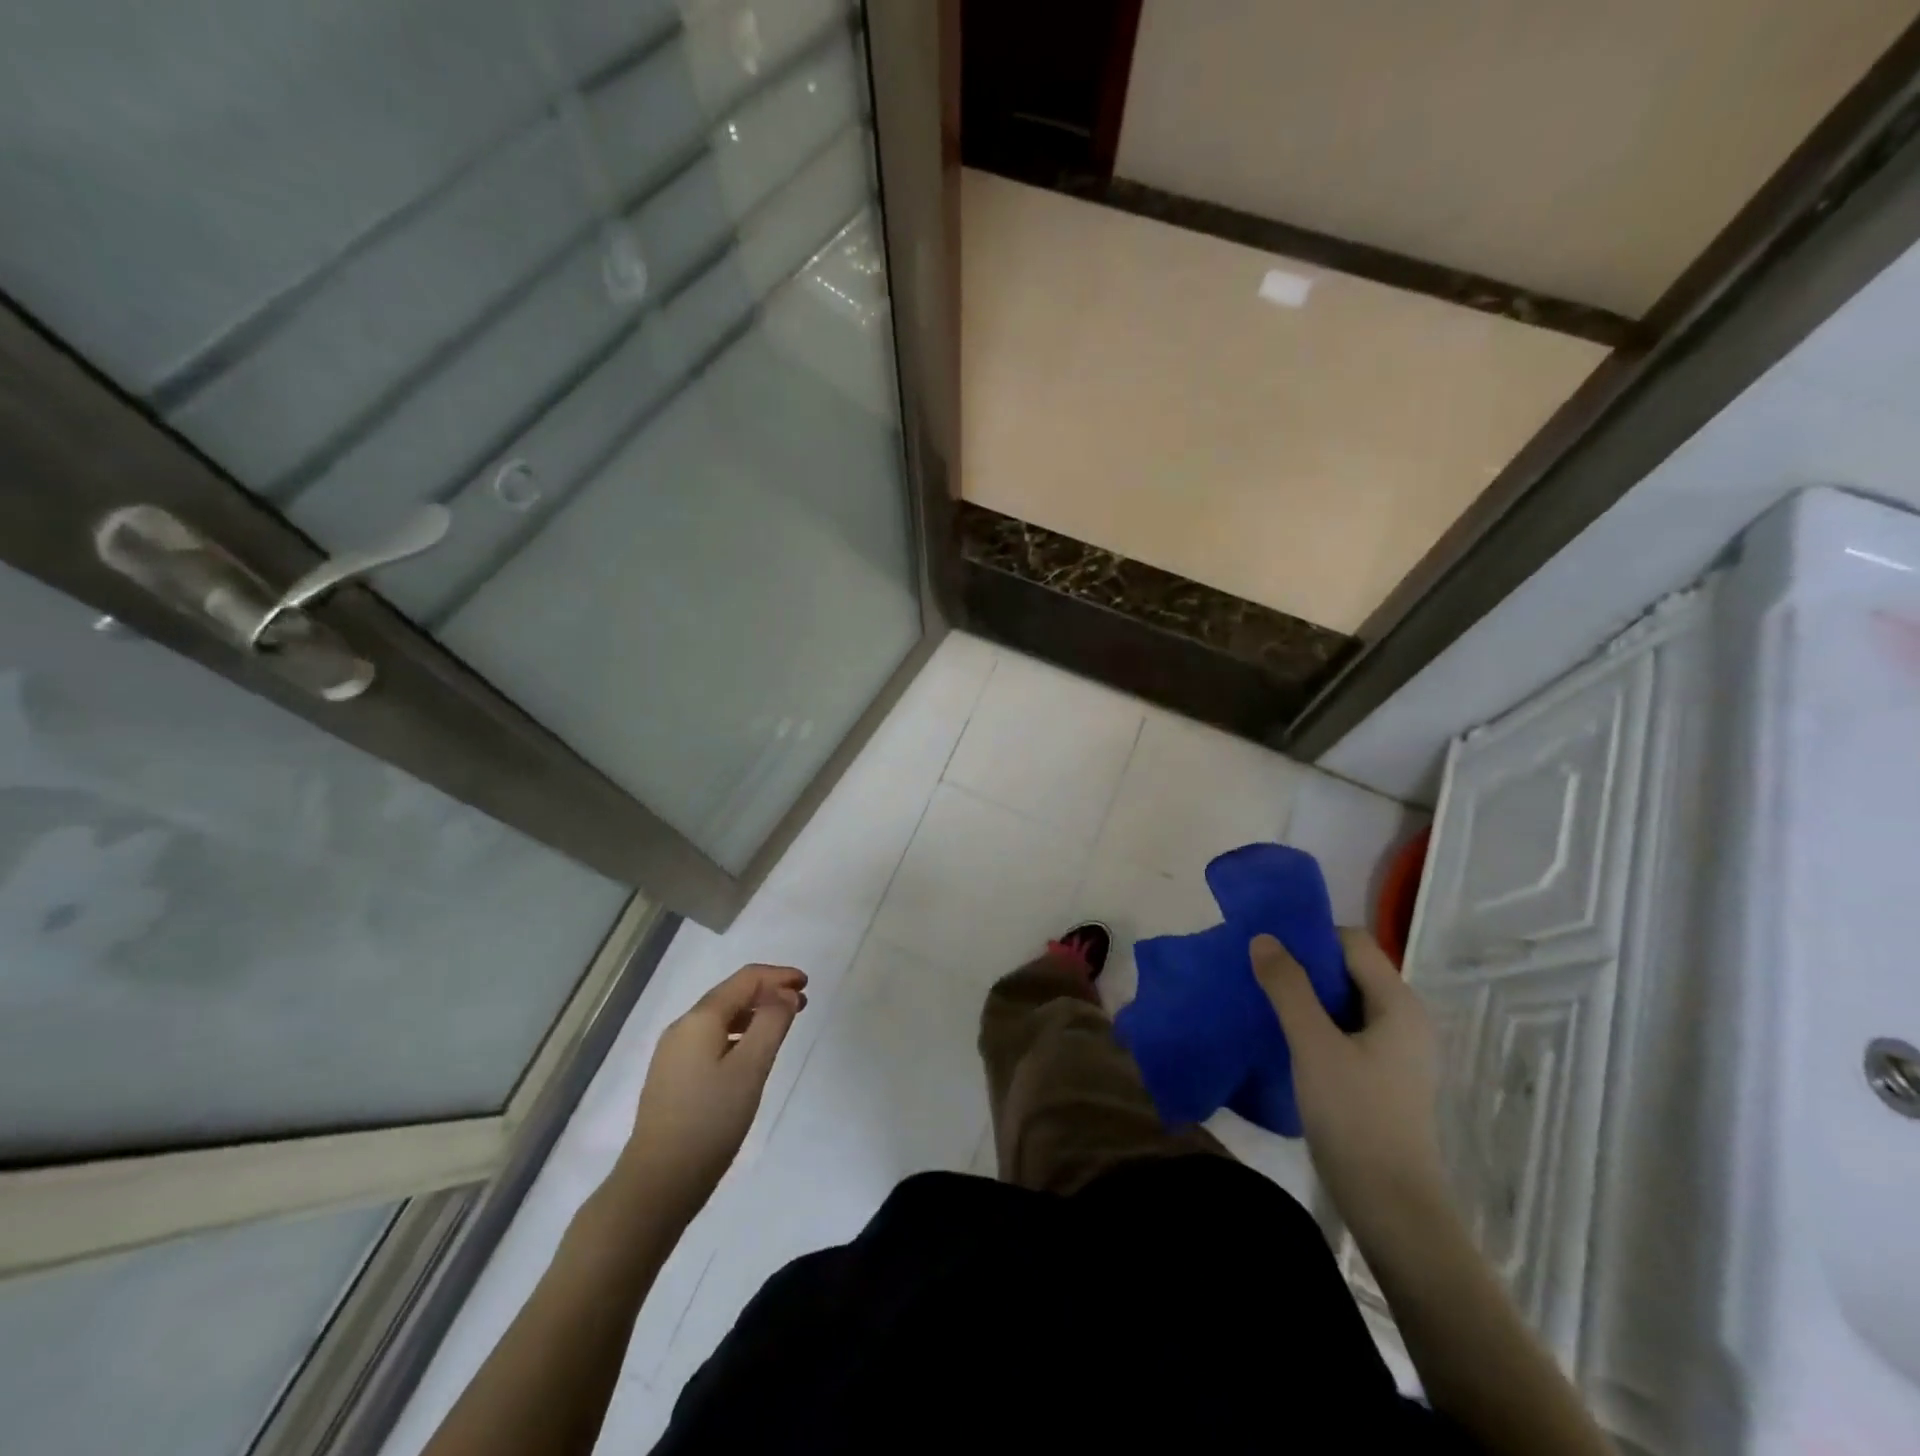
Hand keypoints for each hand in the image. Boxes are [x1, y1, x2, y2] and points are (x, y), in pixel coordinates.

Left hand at [623, 964, 807, 1220]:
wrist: (657, 1184)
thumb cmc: (710, 1121)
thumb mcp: (751, 1068)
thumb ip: (772, 1023)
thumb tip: (784, 994)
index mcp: (700, 1019)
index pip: (745, 979)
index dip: (778, 976)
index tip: (807, 985)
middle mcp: (682, 1028)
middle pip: (731, 994)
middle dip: (768, 993)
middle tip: (802, 1005)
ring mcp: (673, 1054)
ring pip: (720, 1018)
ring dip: (755, 1014)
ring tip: (782, 1026)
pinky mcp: (672, 1078)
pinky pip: (711, 1040)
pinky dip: (739, 1034)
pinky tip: (751, 1054)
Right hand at [1251, 929, 1448, 1237]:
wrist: (1392, 1209)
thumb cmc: (1356, 1118)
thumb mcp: (1313, 1045)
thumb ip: (1288, 988)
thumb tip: (1263, 938)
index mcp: (1398, 1004)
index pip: (1353, 942)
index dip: (1310, 937)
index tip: (1267, 948)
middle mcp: (1404, 1019)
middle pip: (1349, 970)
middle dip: (1303, 966)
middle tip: (1258, 972)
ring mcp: (1396, 1051)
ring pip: (1344, 1002)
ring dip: (1306, 997)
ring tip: (1263, 1001)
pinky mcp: (1383, 1077)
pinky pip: (1345, 1030)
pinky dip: (1315, 1024)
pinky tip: (1284, 1038)